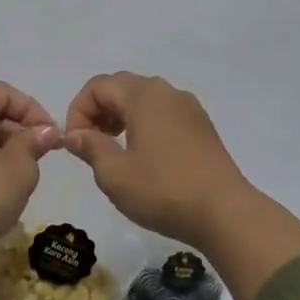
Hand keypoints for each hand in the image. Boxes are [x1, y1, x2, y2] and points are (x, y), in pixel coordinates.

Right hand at [63, 71, 299, 299]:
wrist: (225, 213)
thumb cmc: (163, 190)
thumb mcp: (114, 174)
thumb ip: (90, 147)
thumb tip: (74, 134)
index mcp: (143, 95)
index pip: (97, 86)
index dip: (78, 111)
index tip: (75, 144)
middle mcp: (167, 92)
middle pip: (121, 87)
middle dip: (98, 112)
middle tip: (90, 145)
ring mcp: (189, 108)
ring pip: (143, 100)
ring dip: (120, 118)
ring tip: (114, 152)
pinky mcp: (202, 127)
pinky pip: (163, 114)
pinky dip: (144, 125)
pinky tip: (143, 157)